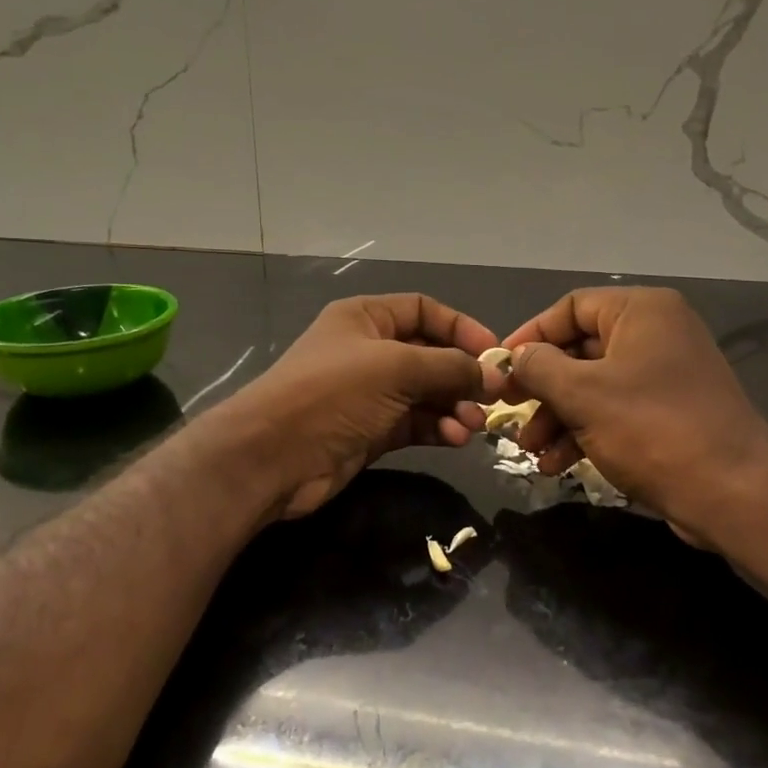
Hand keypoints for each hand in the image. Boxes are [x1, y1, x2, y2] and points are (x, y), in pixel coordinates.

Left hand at [213, 294, 504, 518]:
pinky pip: (415, 423)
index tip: (493, 353)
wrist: (274, 456)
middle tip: (494, 397)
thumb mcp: (396, 368)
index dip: (460, 327)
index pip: (423, 311)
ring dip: (454, 406)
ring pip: (425, 393)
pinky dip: (438, 428)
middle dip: (461, 375)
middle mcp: (368, 352)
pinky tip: (455, 438)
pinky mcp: (370, 432)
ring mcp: (369, 394)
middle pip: (429, 355)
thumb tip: (493, 374)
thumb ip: (449, 367)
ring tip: (473, 424)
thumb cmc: (333, 393)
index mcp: (366, 319)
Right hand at [500, 287, 767, 542]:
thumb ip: (539, 367)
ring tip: (531, 450)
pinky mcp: (670, 413)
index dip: (530, 336)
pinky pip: (615, 411)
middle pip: (580, 350)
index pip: (570, 308)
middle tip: (510, 413)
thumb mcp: (582, 393)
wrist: (733, 492)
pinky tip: (557, 465)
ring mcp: (666, 375)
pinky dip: (584, 432)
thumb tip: (515, 357)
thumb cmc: (651, 428)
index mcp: (641, 312)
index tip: (499, 369)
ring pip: (594, 386)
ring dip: (557, 417)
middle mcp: (656, 334)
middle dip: (541, 387)